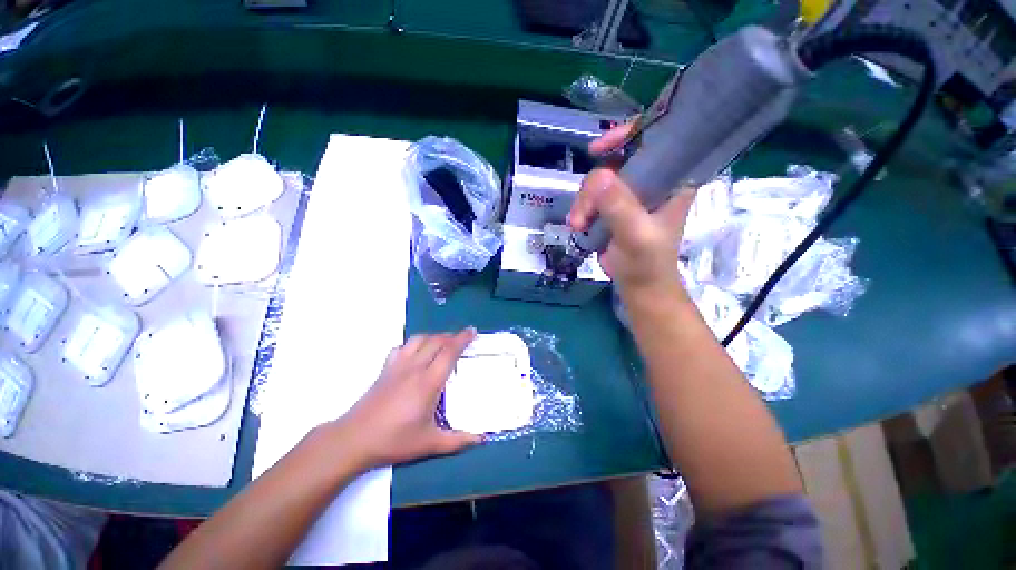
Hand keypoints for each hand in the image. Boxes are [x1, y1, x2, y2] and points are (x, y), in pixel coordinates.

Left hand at [334, 329, 481, 469]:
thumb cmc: (394, 440)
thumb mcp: (429, 444)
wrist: (354, 439)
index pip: (449, 352)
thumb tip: (482, 439)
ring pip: (419, 339)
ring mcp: (398, 366)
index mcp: (428, 382)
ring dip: (433, 336)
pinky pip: (401, 347)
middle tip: (463, 337)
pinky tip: (416, 352)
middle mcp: (414, 368)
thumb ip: (458, 441)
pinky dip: (412, 344)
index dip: (462, 339)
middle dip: (452, 336)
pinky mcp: (385, 369)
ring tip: (442, 341)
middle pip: (436, 341)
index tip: (472, 330)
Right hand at [567, 122, 695, 295]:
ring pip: (598, 181)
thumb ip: (620, 207)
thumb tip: (597, 176)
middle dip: (593, 186)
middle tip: (583, 214)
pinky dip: (582, 209)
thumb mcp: (636, 235)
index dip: (628, 134)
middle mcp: (652, 181)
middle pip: (615, 162)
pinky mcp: (614, 208)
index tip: (598, 149)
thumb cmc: (647, 263)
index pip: (656, 138)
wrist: (639, 287)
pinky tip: (579, 225)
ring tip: (578, 225)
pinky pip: (592, 196)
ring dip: (583, 202)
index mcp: (672, 179)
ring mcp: (630, 194)